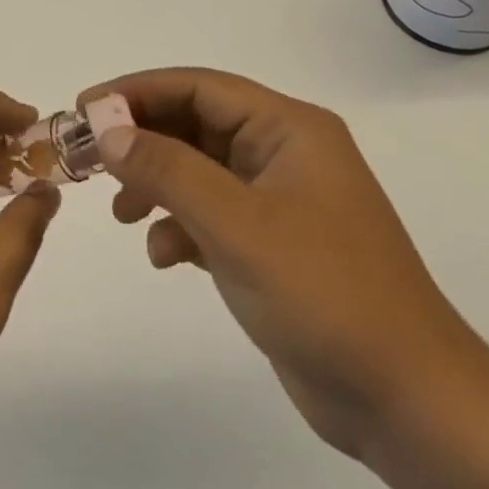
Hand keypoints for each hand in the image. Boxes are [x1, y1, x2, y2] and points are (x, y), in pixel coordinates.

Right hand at [81, 68, 488, 463]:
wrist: (406, 401)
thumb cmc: (325, 295)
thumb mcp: (236, 225)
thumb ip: (168, 170)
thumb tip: (107, 130)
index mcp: (289, 130)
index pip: (198, 87)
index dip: (136, 92)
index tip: (82, 109)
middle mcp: (284, 154)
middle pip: (194, 125)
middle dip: (140, 141)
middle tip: (86, 159)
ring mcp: (279, 201)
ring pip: (197, 170)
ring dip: (155, 184)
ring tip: (121, 214)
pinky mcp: (272, 244)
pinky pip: (210, 213)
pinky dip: (178, 225)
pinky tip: (164, 256)